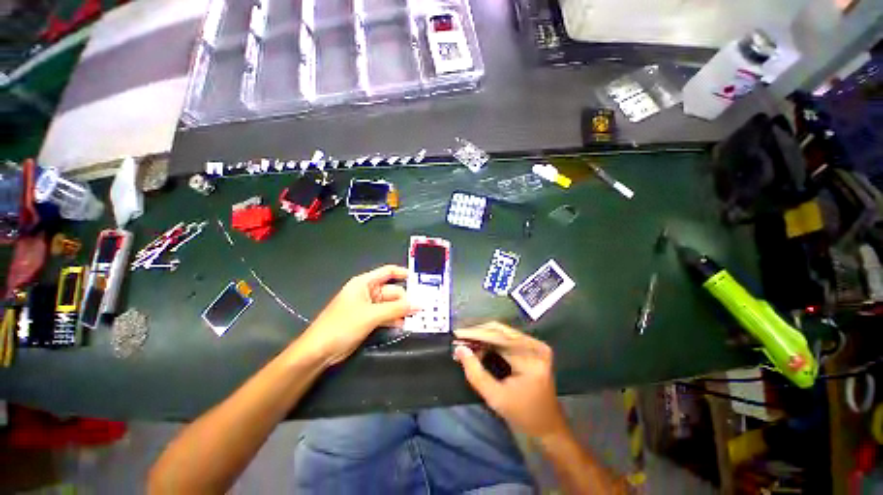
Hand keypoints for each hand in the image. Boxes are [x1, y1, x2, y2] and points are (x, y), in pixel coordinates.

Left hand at [296, 265, 416, 365]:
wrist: (319, 351)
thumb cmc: (342, 325)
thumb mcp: (371, 315)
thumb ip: (397, 309)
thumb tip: (419, 304)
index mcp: (365, 283)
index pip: (388, 272)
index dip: (403, 273)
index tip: (419, 280)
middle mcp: (367, 292)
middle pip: (392, 291)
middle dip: (405, 299)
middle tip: (422, 307)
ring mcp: (368, 307)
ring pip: (391, 305)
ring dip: (401, 311)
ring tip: (416, 317)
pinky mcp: (368, 320)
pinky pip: (386, 315)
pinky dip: (394, 319)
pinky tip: (404, 325)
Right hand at [453, 322, 568, 440]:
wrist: (548, 426)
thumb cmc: (523, 415)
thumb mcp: (495, 397)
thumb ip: (475, 373)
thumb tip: (460, 349)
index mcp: (531, 358)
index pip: (499, 338)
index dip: (476, 334)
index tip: (457, 334)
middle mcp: (535, 345)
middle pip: (501, 331)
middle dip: (478, 333)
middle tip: (459, 338)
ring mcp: (535, 345)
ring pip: (502, 332)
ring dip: (483, 336)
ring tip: (466, 341)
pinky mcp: (532, 347)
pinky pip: (507, 338)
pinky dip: (491, 340)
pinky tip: (478, 345)